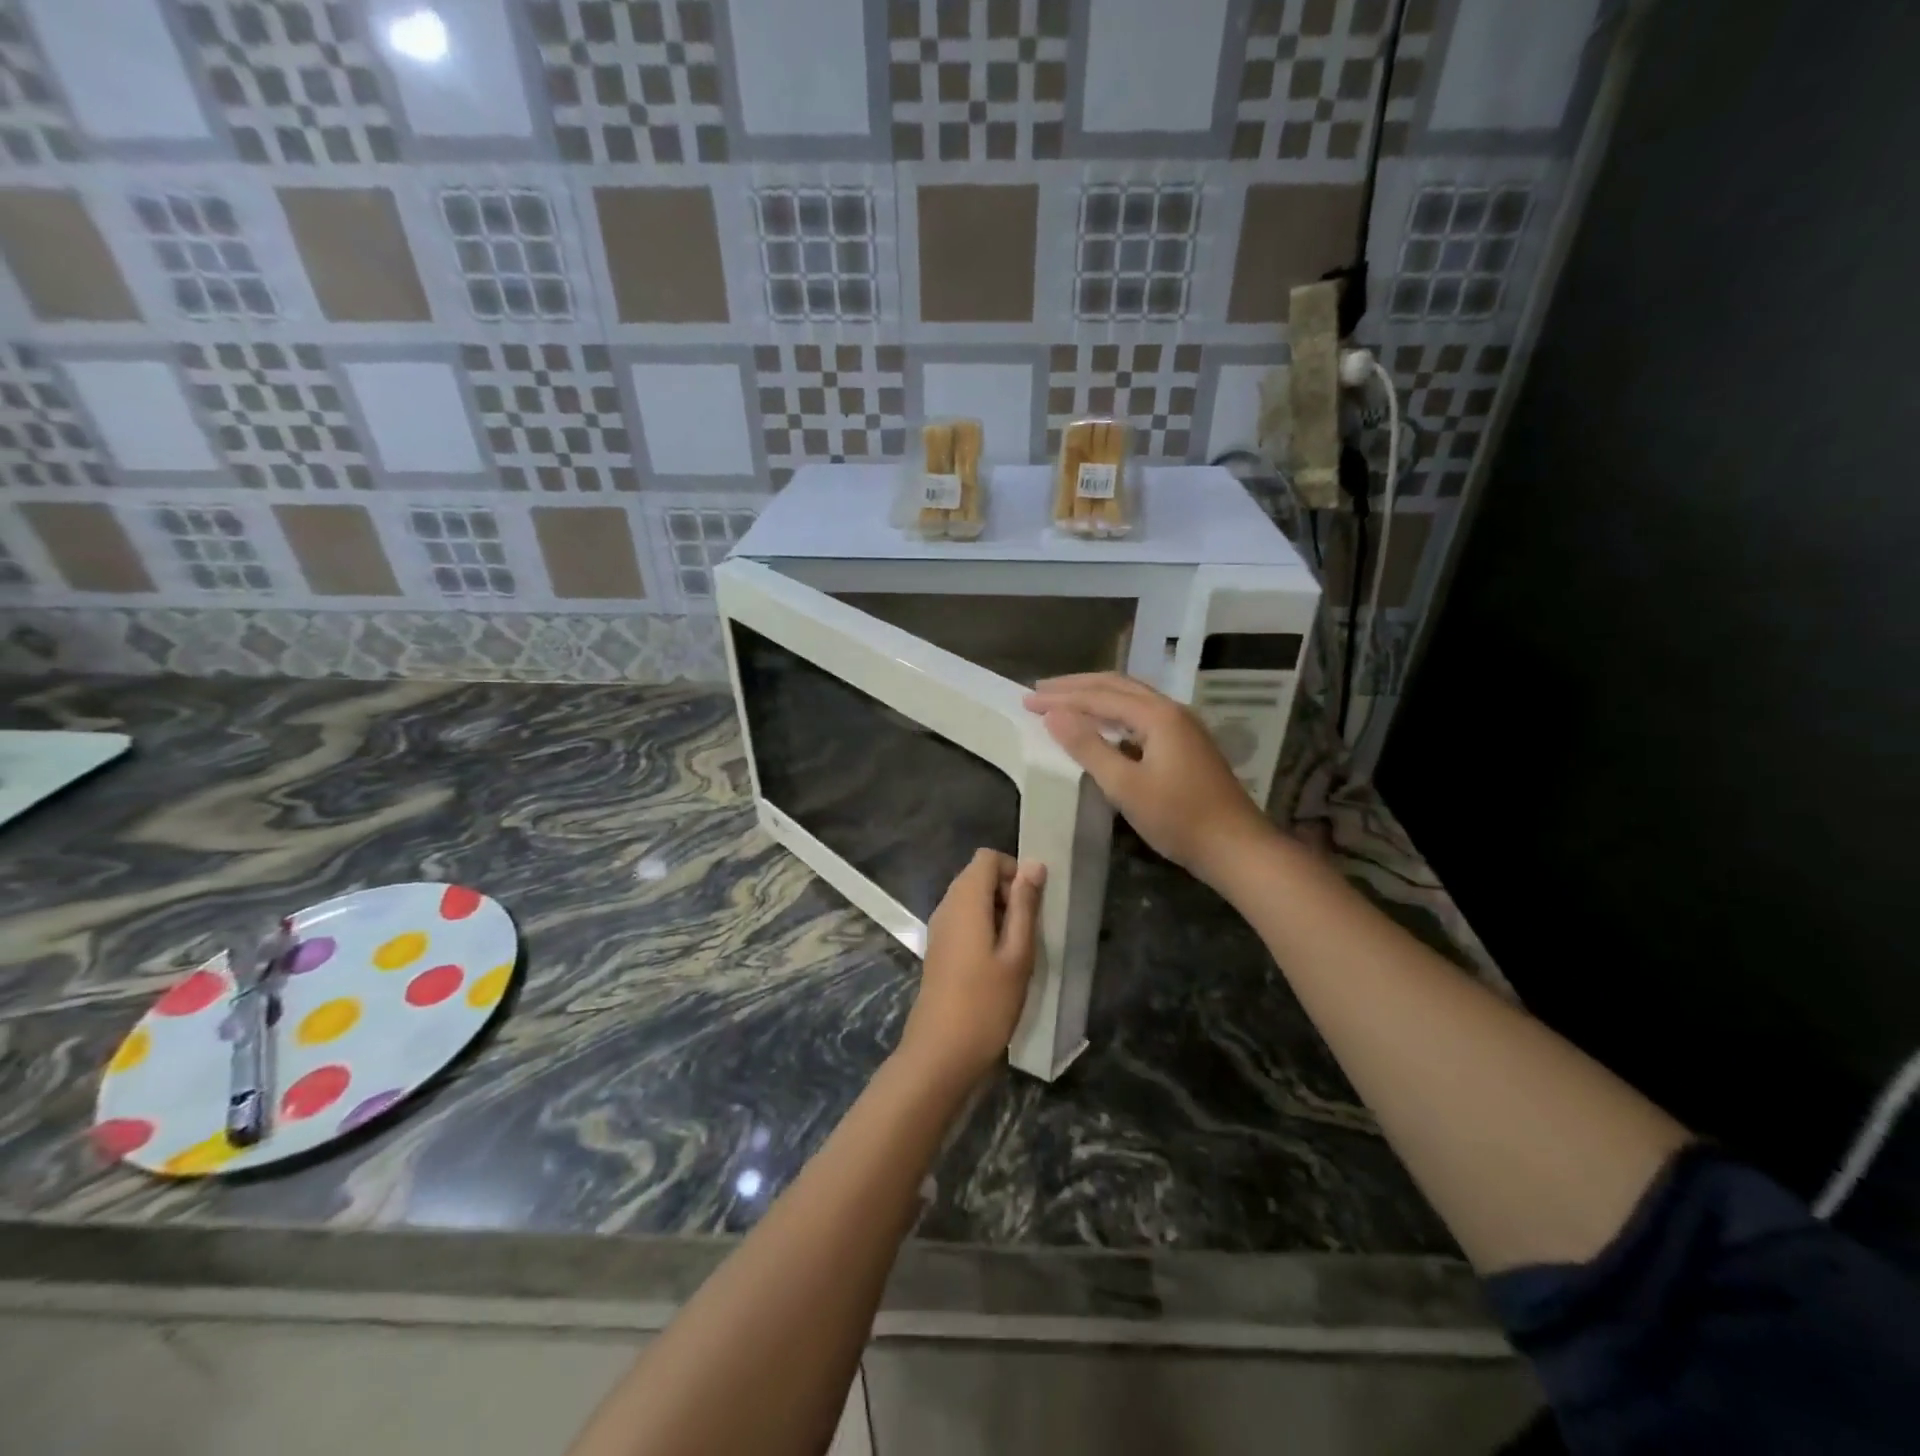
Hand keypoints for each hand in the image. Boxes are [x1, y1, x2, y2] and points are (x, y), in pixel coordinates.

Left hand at [897, 850, 1045, 1088]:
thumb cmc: (987, 1002)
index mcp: (965, 900)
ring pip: (970, 899)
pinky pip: (962, 920)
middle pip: (977, 875)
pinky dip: (983, 928)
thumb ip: (1024, 905)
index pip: (987, 857)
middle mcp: (947, 906)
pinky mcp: (938, 949)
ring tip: (1016, 950)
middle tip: (1027, 930)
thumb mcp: (1017, 953)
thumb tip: (1034, 864)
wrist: (941, 1052)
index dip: (1013, 871)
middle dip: (1007, 892)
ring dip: (997, 912)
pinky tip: (998, 963)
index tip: (1031, 905)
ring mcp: (939, 928)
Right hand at [1024, 672, 1275, 887]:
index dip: (1061, 698)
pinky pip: (1141, 715)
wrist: (1236, 847)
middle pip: (1116, 686)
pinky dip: (1114, 714)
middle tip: (1040, 691)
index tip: (1027, 700)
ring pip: (1131, 698)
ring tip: (1064, 702)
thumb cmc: (1178, 818)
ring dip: (1095, 697)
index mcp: (1157, 715)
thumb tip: (1054, 715)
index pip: (1098, 696)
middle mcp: (1171, 710)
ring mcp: (1182, 726)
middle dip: (1076, 687)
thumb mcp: (1125, 786)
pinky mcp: (1185, 744)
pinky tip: (1102, 727)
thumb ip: (1088, 747)